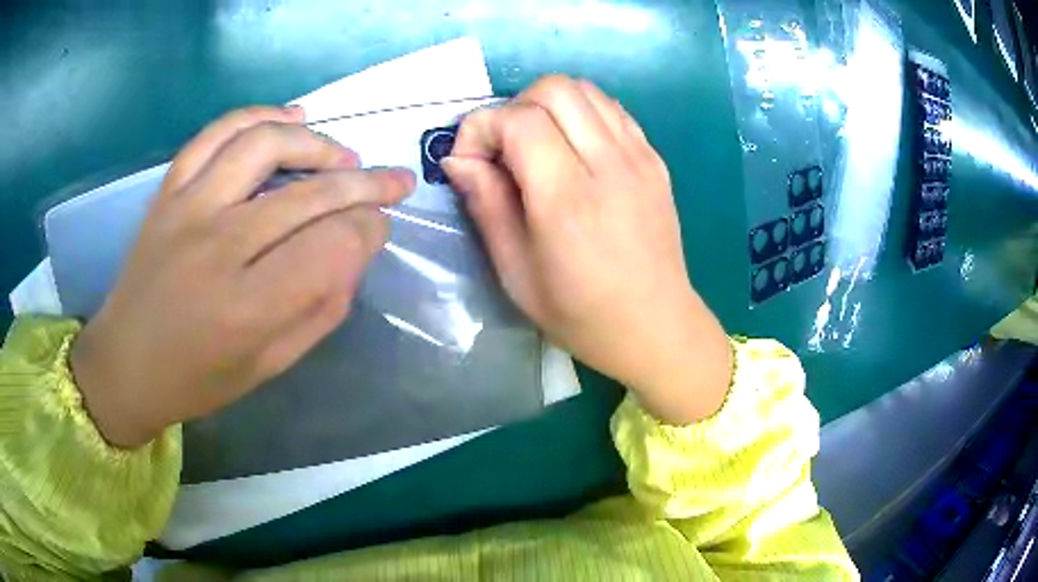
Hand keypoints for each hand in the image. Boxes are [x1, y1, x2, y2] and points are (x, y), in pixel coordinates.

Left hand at [71, 106, 414, 447]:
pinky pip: (217, 133)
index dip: (369, 231)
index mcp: (247, 309)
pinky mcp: (169, 191)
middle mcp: (218, 247)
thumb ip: (320, 307)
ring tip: (343, 156)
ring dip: (318, 143)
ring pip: (266, 144)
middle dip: (367, 184)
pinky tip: (291, 118)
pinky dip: (260, 116)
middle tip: (394, 182)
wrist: (126, 362)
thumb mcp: (270, 365)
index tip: (379, 230)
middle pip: (310, 193)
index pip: (332, 246)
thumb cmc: (198, 378)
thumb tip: (355, 249)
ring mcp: (187, 209)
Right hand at [443, 77, 730, 424]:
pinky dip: (582, 113)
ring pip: (585, 89)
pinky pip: (612, 110)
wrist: (656, 325)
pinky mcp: (655, 160)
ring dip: (548, 105)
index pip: (519, 120)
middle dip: (513, 107)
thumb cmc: (580, 313)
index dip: (481, 127)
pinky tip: (573, 148)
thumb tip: (458, 158)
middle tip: (503, 149)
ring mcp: (640, 157)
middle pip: (554, 88)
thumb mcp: (515, 272)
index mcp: (568, 199)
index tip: (470, 160)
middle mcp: (609, 164)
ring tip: (537, 145)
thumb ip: (485, 205)